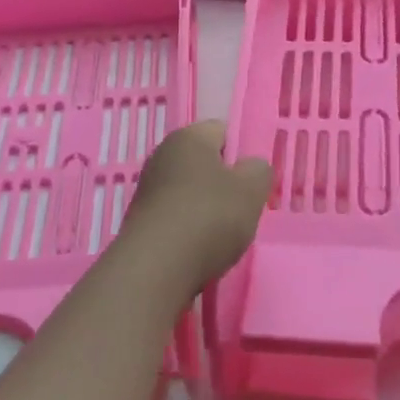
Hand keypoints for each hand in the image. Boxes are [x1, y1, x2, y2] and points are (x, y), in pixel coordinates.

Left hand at [119, 121, 271, 293]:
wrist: (155, 269)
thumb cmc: (208, 217)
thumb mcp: (251, 190)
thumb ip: (259, 171)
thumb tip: (251, 168)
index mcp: (188, 137)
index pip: (222, 131)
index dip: (242, 152)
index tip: (254, 180)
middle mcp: (161, 156)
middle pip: (204, 163)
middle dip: (225, 183)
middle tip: (244, 208)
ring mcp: (147, 190)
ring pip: (190, 192)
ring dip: (207, 209)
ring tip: (224, 235)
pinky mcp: (140, 222)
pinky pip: (175, 217)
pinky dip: (189, 229)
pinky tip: (200, 249)